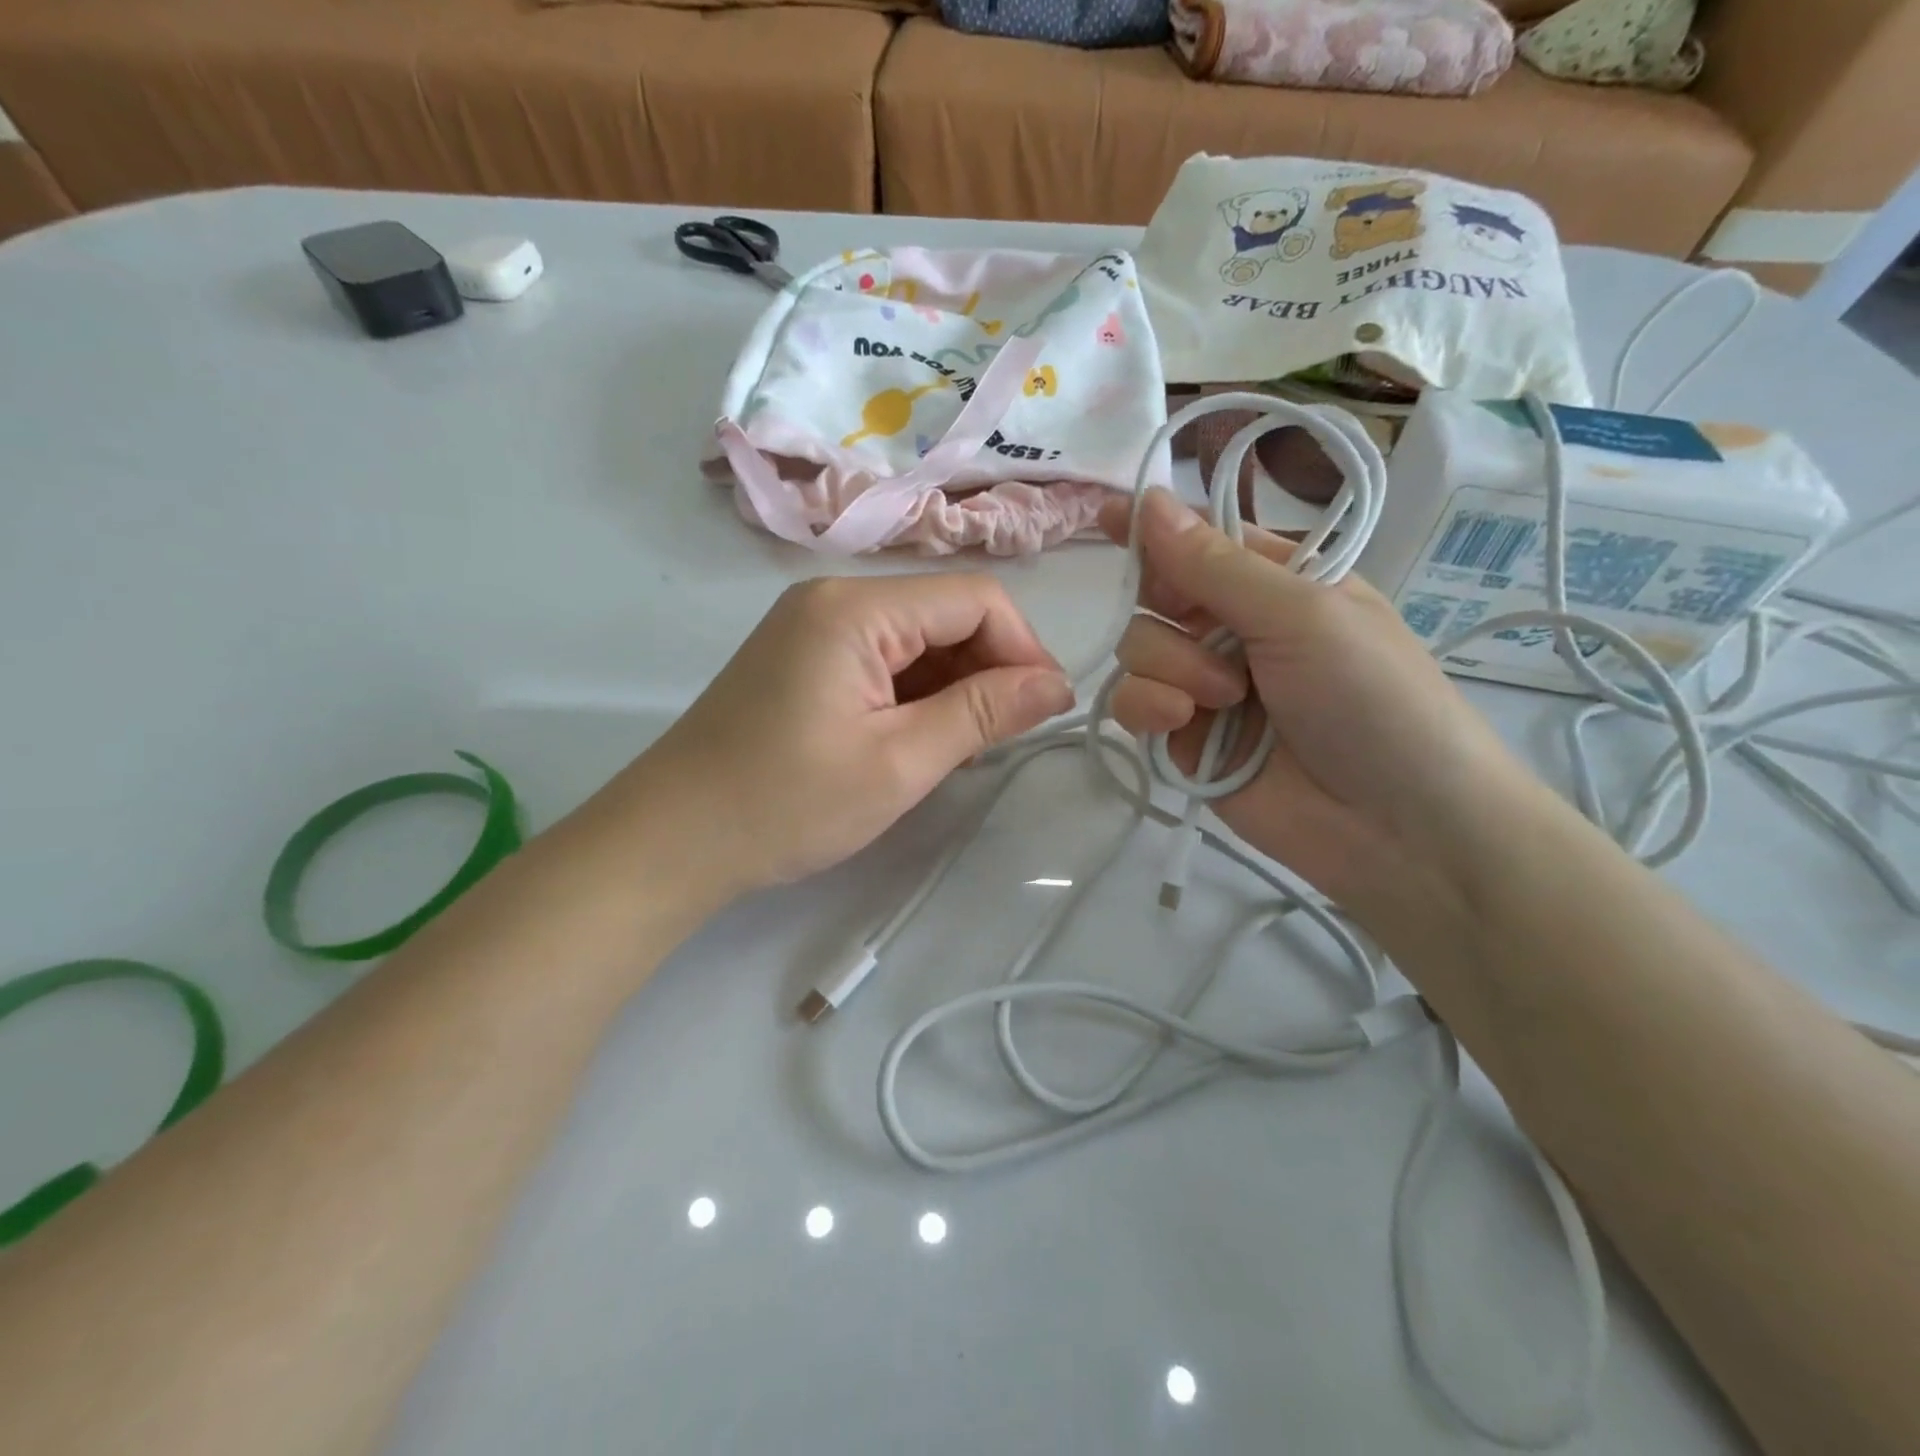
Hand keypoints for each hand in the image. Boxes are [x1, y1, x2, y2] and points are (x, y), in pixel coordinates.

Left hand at [614, 574, 1073, 897]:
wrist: (673, 839)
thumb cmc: (786, 804)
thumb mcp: (900, 763)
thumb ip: (984, 713)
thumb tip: (1057, 685)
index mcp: (856, 607)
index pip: (974, 599)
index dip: (1023, 648)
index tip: (1045, 710)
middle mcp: (834, 597)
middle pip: (945, 612)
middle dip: (988, 668)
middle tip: (1002, 738)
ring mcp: (814, 625)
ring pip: (917, 637)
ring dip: (954, 684)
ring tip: (959, 747)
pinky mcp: (803, 656)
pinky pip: (883, 658)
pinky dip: (915, 693)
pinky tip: (918, 738)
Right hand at [1101, 489, 1545, 907]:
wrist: (1397, 826)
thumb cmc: (1372, 697)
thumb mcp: (1303, 613)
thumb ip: (1215, 564)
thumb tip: (1149, 497)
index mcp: (1275, 584)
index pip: (1199, 541)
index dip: (1155, 531)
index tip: (1105, 518)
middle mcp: (1235, 629)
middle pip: (1155, 597)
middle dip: (1172, 617)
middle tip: (1213, 645)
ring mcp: (1206, 687)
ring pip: (1138, 650)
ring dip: (1169, 668)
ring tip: (1222, 701)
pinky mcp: (1184, 740)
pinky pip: (1134, 705)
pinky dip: (1147, 708)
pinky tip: (1179, 724)